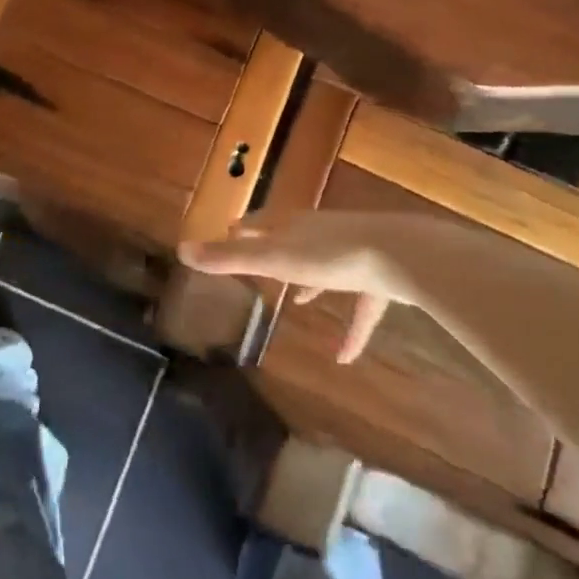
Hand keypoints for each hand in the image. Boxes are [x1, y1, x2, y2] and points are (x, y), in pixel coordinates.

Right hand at [179, 210, 436, 363]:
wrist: (397, 254)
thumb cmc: (329, 254)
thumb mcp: (273, 259)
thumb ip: (230, 257)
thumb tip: (181, 249)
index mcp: (293, 225)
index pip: (262, 220)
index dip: (245, 227)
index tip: (231, 230)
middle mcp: (320, 234)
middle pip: (293, 239)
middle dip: (275, 249)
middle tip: (257, 259)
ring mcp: (352, 253)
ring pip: (326, 268)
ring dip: (312, 284)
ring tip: (299, 301)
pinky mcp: (379, 277)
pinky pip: (361, 305)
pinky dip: (352, 330)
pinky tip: (344, 359)